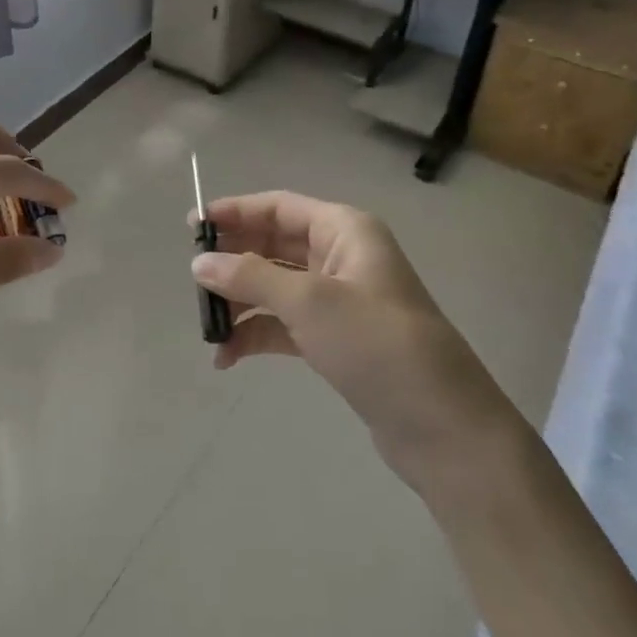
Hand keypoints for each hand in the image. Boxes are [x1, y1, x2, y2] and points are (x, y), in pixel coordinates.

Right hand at [191, 191, 503, 473]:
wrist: (445, 428)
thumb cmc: (377, 345)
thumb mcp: (309, 302)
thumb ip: (249, 277)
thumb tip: (198, 263)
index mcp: (344, 230)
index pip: (278, 207)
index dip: (234, 212)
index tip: (191, 228)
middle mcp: (341, 257)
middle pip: (273, 245)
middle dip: (233, 262)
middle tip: (193, 281)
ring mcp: (339, 300)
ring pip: (275, 287)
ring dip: (240, 304)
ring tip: (208, 329)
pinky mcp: (336, 339)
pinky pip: (284, 324)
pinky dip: (256, 334)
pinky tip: (228, 357)